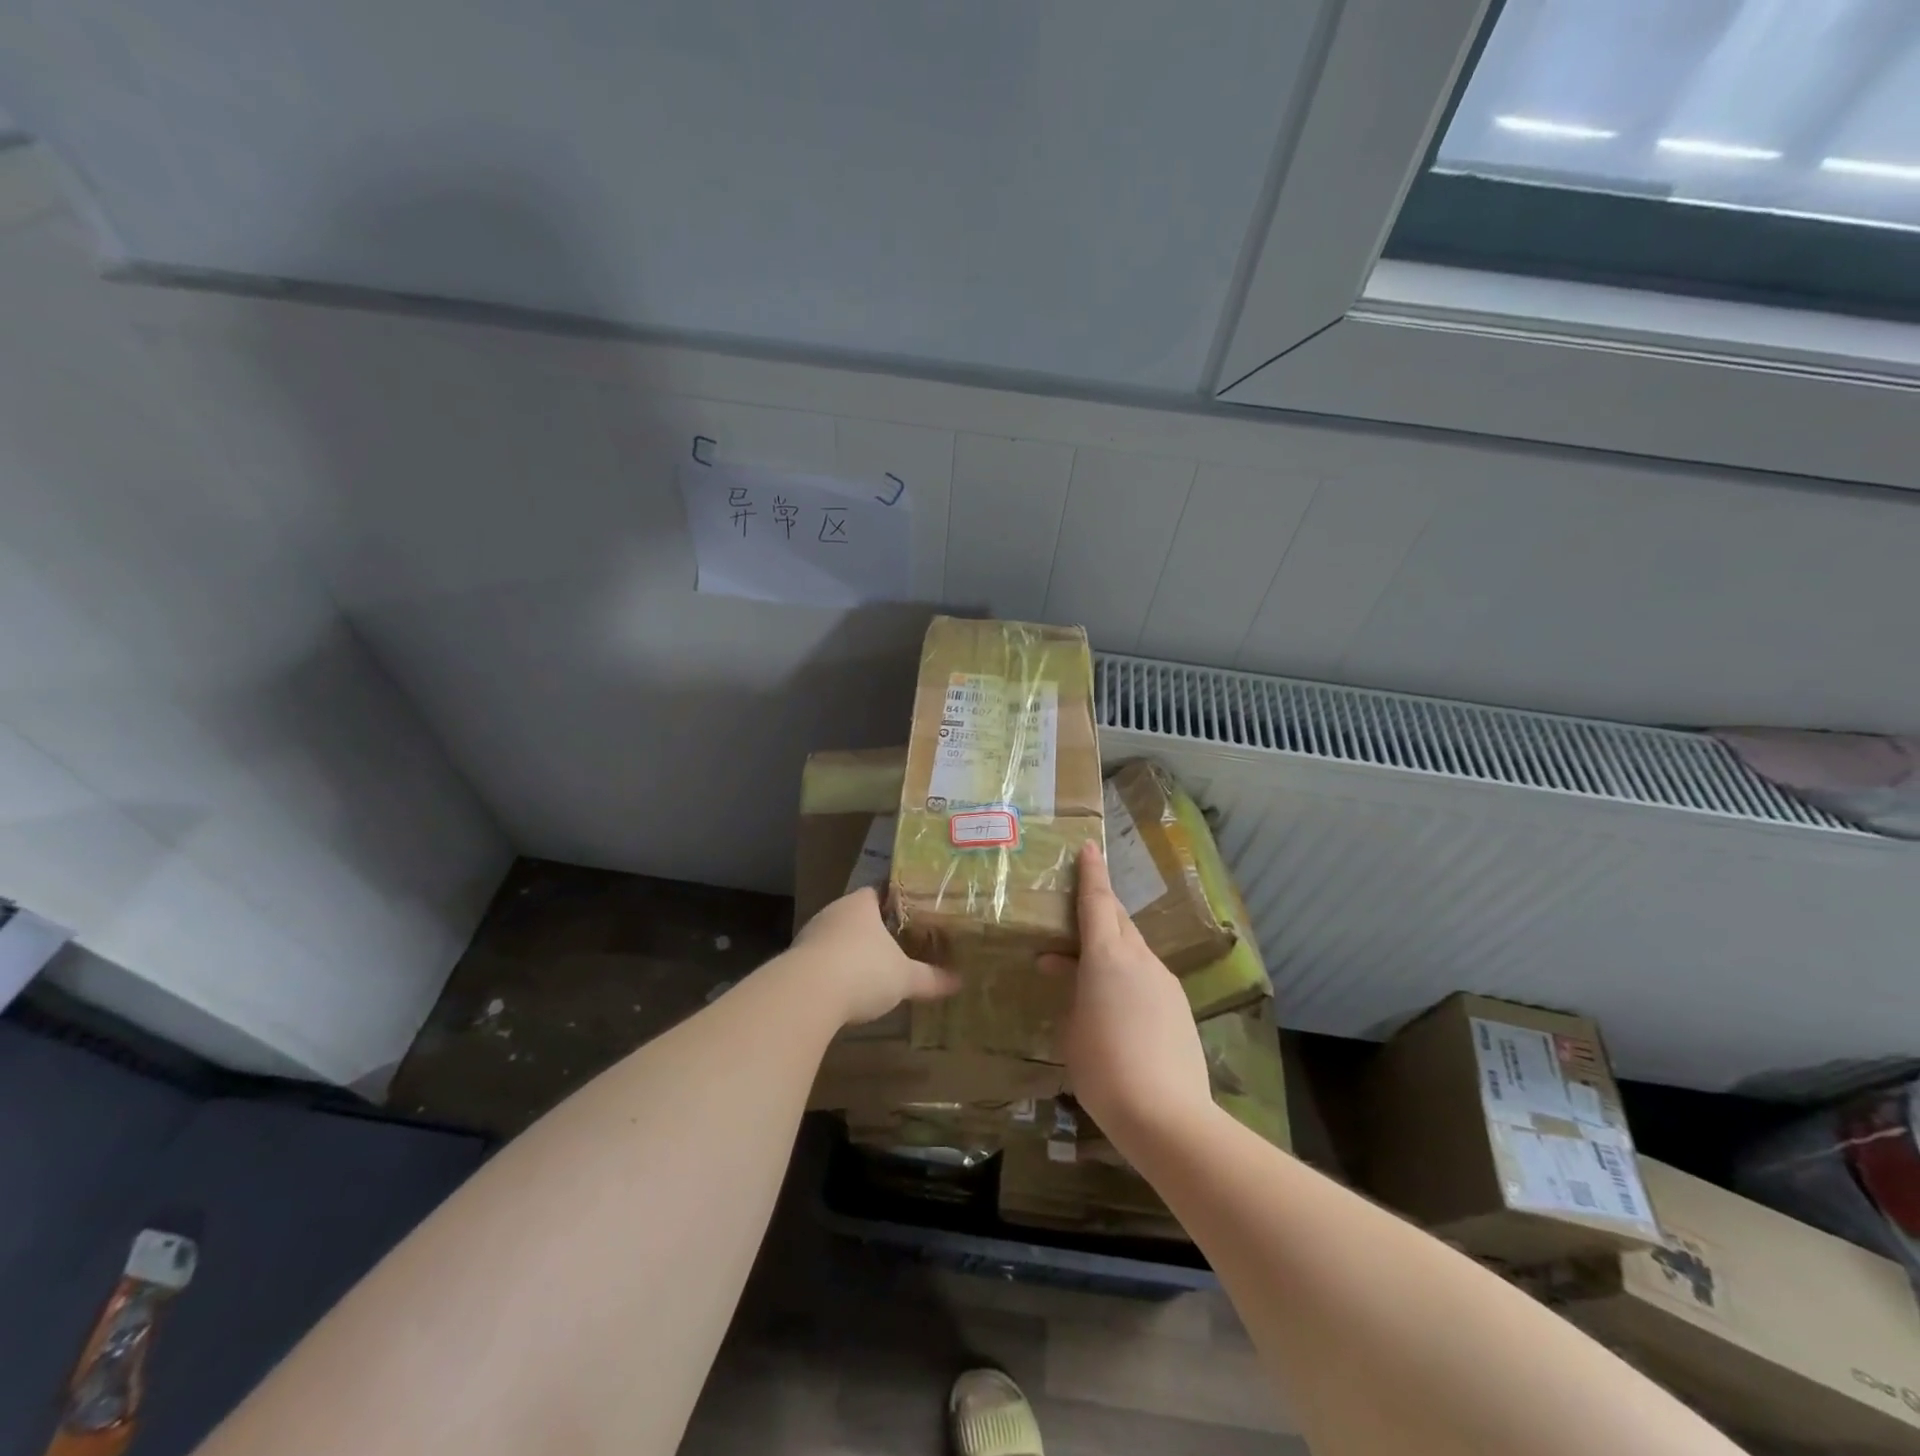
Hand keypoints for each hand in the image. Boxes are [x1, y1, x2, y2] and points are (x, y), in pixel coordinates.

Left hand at [792, 887, 958, 1026]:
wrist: (806, 995)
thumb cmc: (863, 970)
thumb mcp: (904, 978)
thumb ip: (930, 978)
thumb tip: (959, 981)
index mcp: (860, 904)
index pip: (878, 892)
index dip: (895, 902)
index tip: (911, 914)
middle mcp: (833, 912)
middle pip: (857, 915)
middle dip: (874, 930)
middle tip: (898, 943)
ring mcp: (810, 935)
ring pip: (837, 938)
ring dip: (851, 951)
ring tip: (873, 968)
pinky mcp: (795, 961)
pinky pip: (821, 960)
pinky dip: (834, 971)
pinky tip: (846, 989)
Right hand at [1041, 841, 1212, 1143]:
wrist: (1167, 1116)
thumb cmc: (1103, 1067)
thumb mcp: (1072, 1027)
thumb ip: (1071, 991)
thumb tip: (1070, 973)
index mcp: (1107, 956)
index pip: (1098, 901)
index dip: (1091, 873)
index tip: (1089, 847)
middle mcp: (1140, 959)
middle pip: (1119, 921)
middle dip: (1100, 911)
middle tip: (1076, 915)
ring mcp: (1164, 981)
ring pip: (1134, 950)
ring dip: (1111, 950)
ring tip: (1087, 974)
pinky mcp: (1178, 1006)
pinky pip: (1147, 976)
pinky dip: (1128, 977)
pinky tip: (1117, 1007)